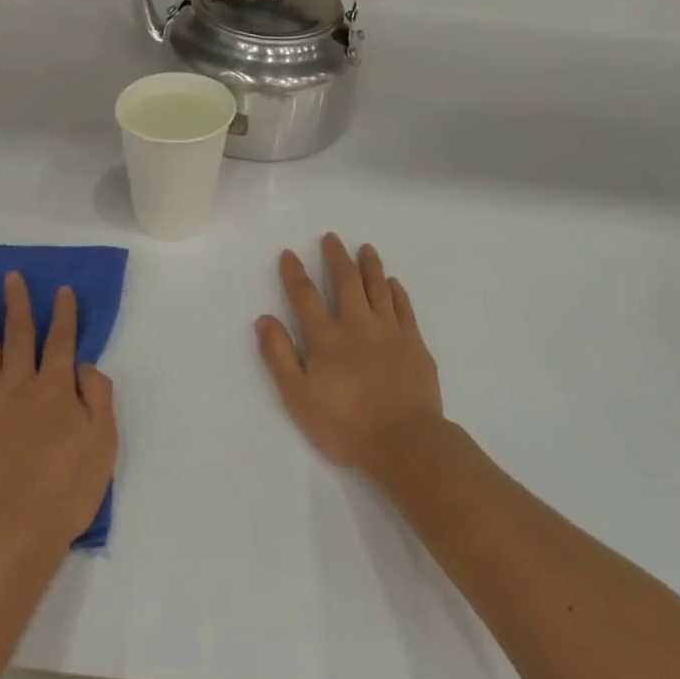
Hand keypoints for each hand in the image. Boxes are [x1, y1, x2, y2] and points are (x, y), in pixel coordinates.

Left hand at [0, 274, 117, 557]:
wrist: (6, 533)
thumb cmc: (64, 491)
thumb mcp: (103, 443)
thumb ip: (97, 397)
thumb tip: (84, 364)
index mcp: (56, 388)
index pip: (61, 340)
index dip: (64, 314)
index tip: (62, 290)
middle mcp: (18, 385)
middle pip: (19, 335)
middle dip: (19, 304)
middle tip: (13, 277)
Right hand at [256, 234, 443, 472]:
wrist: (404, 441)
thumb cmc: (345, 424)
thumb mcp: (298, 396)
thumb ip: (279, 356)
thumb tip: (264, 319)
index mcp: (326, 337)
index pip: (305, 297)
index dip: (295, 274)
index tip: (289, 253)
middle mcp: (357, 325)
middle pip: (346, 282)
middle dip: (336, 257)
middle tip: (331, 237)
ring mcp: (389, 332)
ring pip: (378, 288)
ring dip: (370, 266)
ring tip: (366, 248)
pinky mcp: (414, 344)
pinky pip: (404, 308)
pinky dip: (397, 292)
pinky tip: (394, 283)